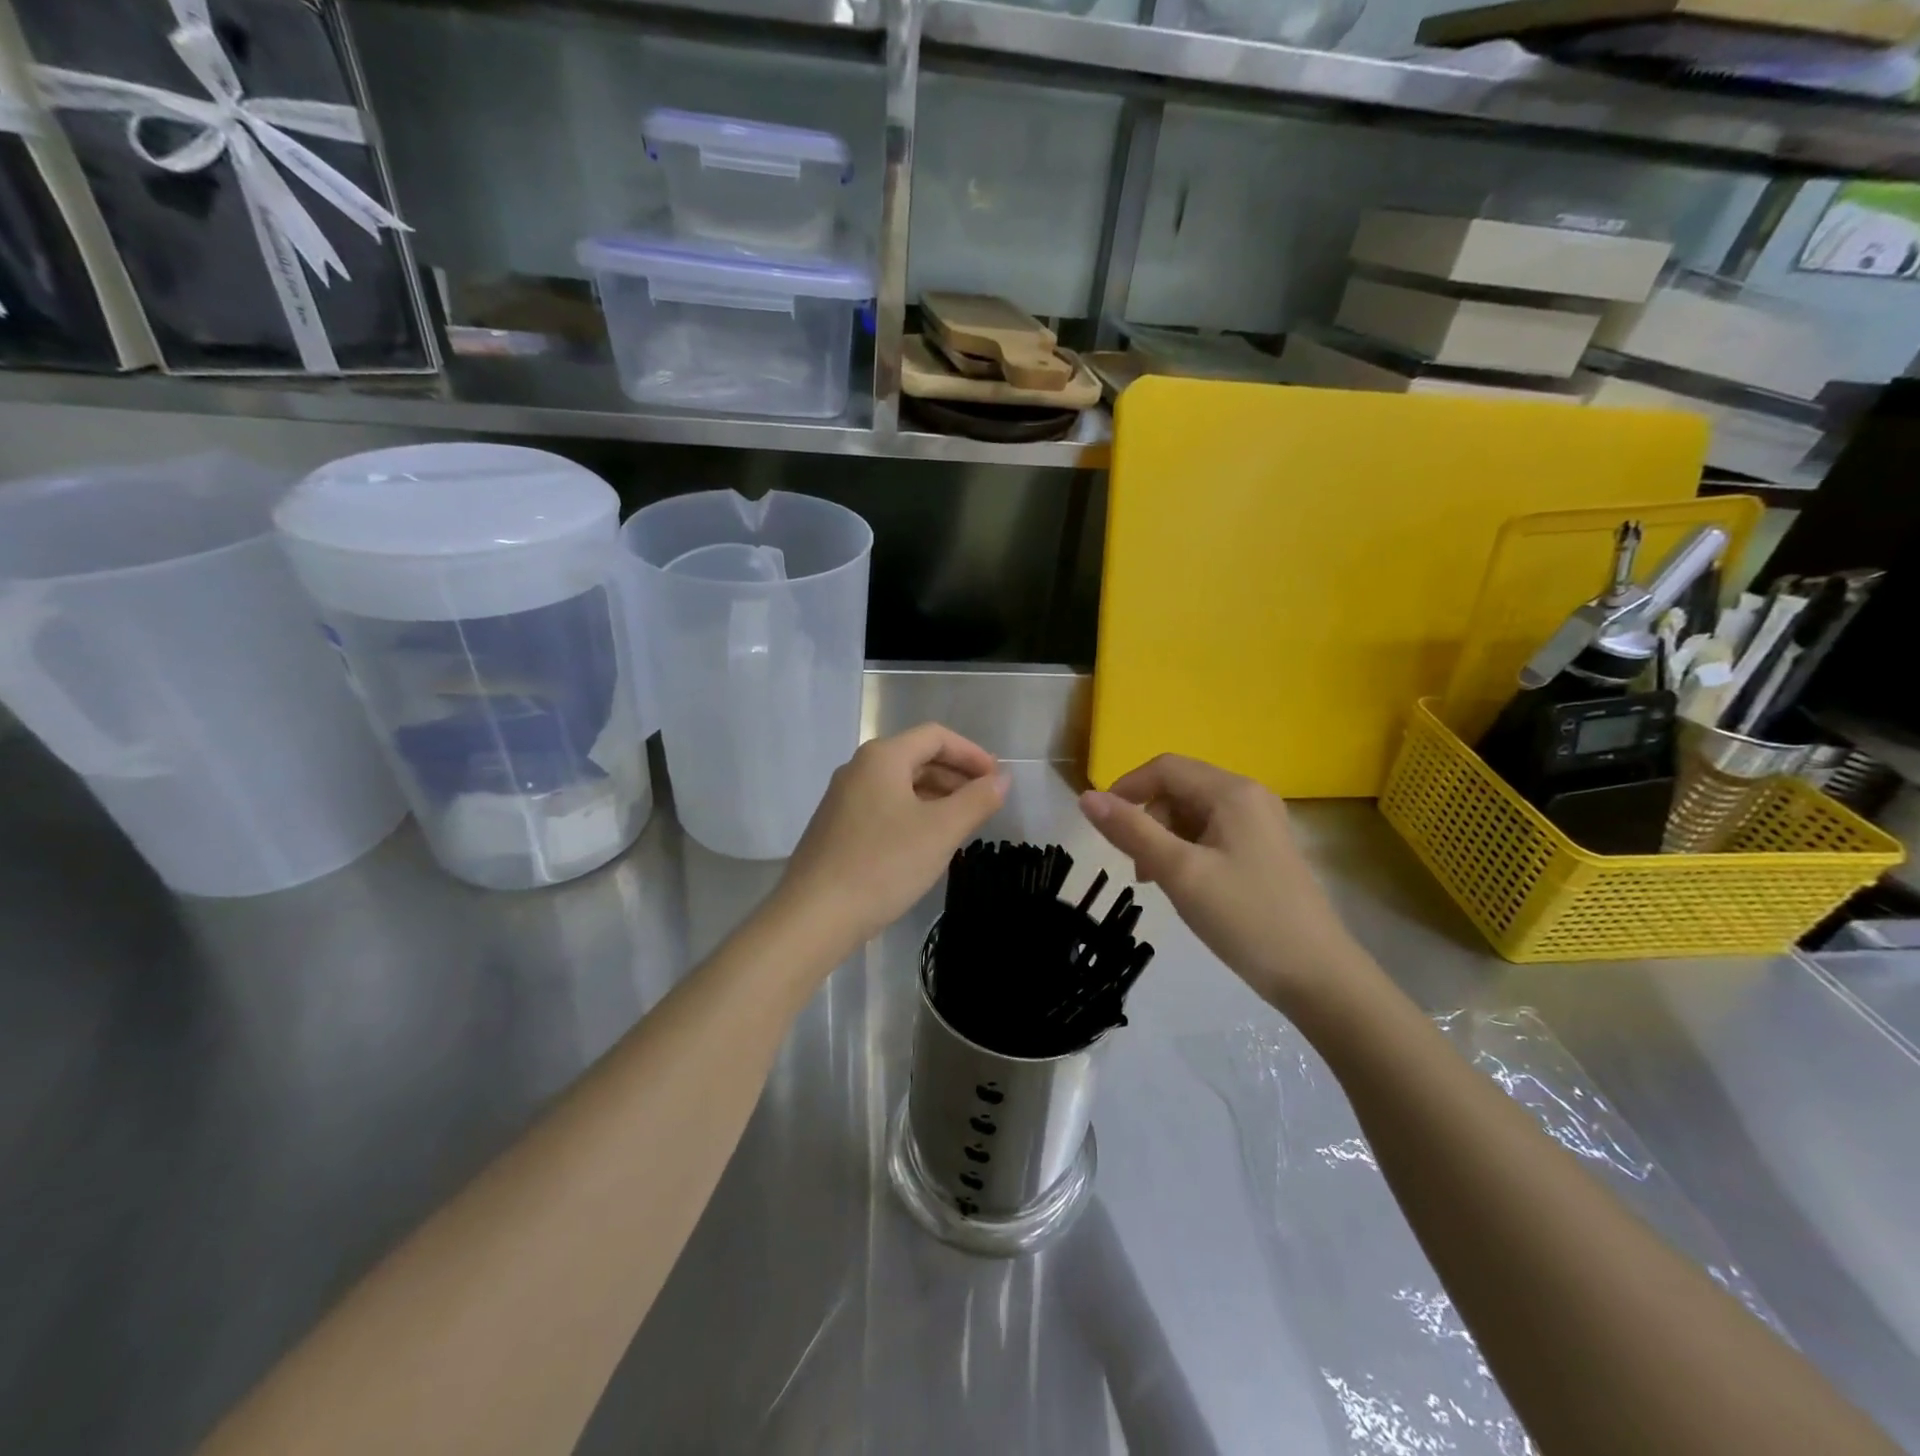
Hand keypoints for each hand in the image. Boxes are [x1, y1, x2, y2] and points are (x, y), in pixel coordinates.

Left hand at [773, 723, 1009, 951]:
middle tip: (984, 802)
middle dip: (955, 776)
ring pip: (900, 785)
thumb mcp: (941, 831)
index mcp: (882, 757)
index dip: (972, 753)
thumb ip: (977, 800)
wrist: (814, 915)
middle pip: (916, 757)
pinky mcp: (836, 827)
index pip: (936, 736)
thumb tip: (1002, 780)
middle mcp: (858, 768)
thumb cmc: (884, 864)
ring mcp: (843, 798)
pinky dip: (913, 814)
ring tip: (962, 824)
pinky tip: (926, 843)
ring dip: (935, 796)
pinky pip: (884, 807)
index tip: (997, 779)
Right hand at [1079, 755, 1367, 1016]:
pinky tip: (1187, 886)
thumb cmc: (1246, 917)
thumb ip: (1131, 831)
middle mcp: (1249, 797)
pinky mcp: (1263, 850)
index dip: (1126, 789)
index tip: (1103, 828)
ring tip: (1160, 882)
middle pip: (1178, 789)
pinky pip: (1211, 834)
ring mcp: (1260, 824)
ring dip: (1165, 839)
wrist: (1318, 976)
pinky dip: (1187, 851)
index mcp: (1232, 792)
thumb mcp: (1180, 872)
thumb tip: (1086, 798)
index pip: (1164, 768)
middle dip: (1148, 820)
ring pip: (1192, 814)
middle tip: (1139, 869)